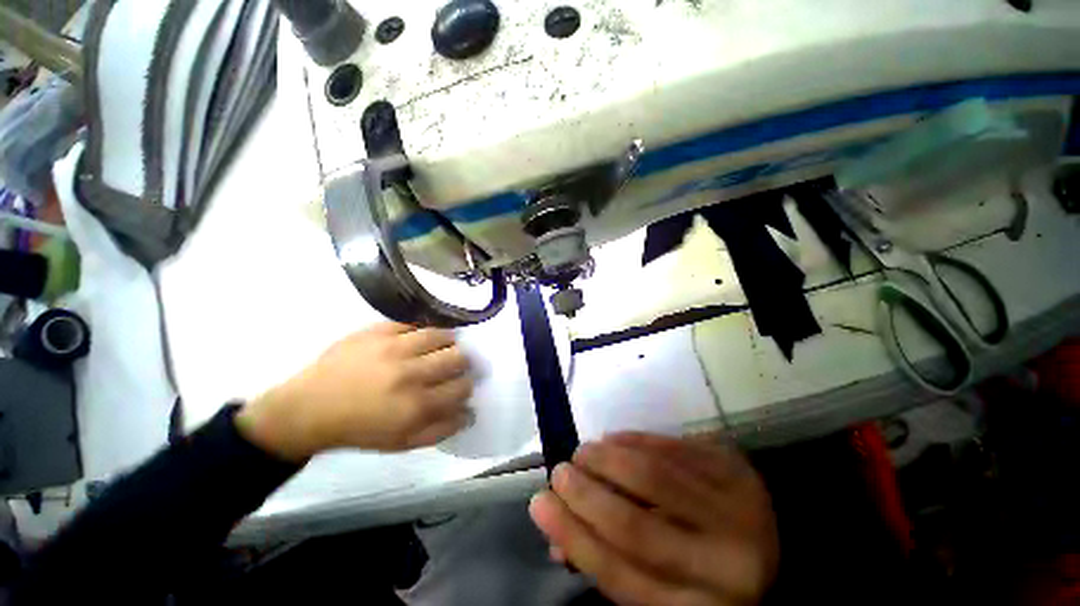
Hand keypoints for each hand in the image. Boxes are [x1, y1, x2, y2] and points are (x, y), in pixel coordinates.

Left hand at [237, 322, 473, 460]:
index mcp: (417, 405)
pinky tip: (417, 338)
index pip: (462, 386)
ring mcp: (394, 348)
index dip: (466, 384)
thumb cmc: (360, 429)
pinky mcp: (378, 331)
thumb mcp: (402, 442)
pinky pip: (414, 323)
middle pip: (458, 357)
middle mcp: (410, 373)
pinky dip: (421, 331)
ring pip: (441, 335)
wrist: (310, 408)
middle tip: (452, 365)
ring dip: (446, 342)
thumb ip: (441, 430)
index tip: (461, 384)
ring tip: (440, 347)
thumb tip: (470, 412)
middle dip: (461, 362)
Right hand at [529, 433, 778, 605]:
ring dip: (606, 459)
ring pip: (653, 476)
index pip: (622, 576)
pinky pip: (670, 446)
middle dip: (586, 495)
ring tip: (582, 452)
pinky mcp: (734, 466)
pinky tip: (612, 439)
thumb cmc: (706, 575)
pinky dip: (633, 439)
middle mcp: (727, 564)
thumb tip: (555, 536)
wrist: (777, 547)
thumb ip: (609, 561)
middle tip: (559, 472)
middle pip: (636, 527)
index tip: (540, 505)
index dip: (574, 537)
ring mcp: (737, 507)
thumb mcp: (663, 585)